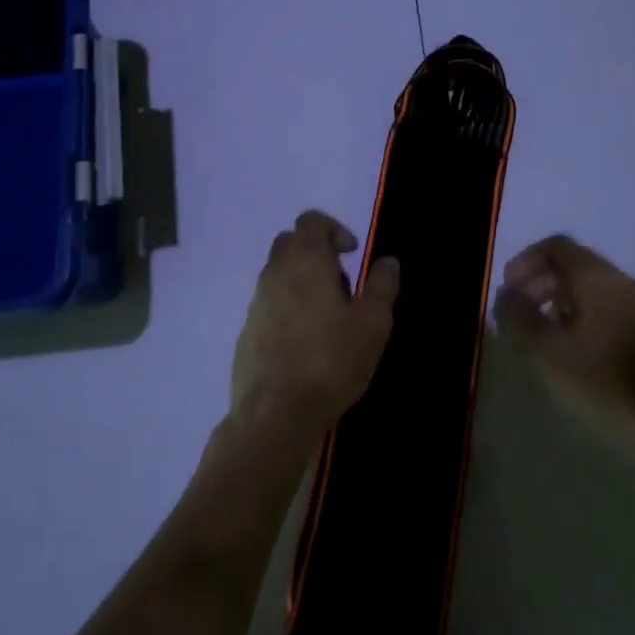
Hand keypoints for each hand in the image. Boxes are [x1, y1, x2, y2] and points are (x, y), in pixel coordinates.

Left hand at [231, 211, 398, 452]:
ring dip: (302, 282)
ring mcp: (256, 302)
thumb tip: (388, 261)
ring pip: (278, 274)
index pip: (311, 220)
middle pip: (291, 242)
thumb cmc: (330, 361)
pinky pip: (269, 304)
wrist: (275, 413)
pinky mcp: (247, 331)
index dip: (334, 229)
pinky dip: (287, 309)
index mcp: (305, 260)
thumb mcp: (373, 324)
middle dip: (316, 253)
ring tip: (329, 319)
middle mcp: (275, 272)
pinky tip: (306, 344)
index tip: (353, 254)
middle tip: (342, 284)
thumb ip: (382, 286)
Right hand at [493, 235, 634, 417]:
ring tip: (538, 332)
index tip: (508, 289)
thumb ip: (518, 316)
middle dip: (539, 280)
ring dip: (557, 299)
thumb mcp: (545, 350)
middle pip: (573, 263)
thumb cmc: (602, 381)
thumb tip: (506, 295)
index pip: (556, 246)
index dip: (525, 261)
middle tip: (517, 311)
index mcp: (597, 277)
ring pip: (588, 286)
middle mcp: (620, 281)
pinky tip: (568, 348)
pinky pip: (603, 306)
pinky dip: (578, 314)